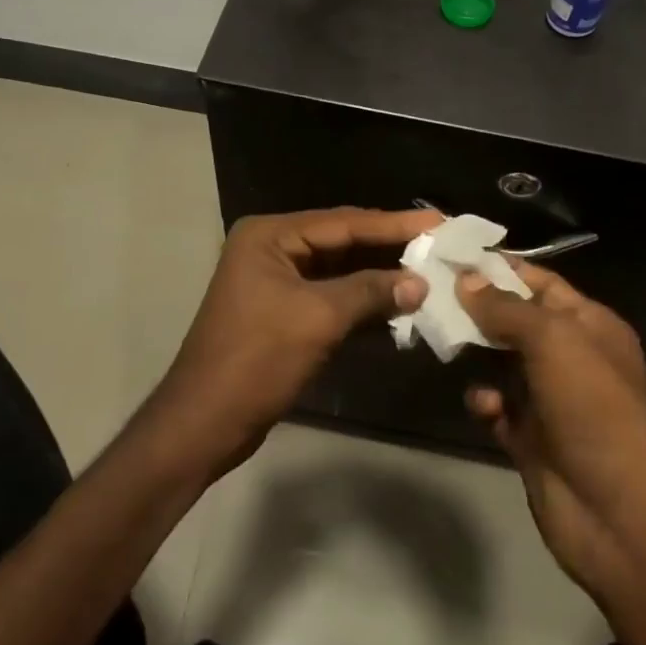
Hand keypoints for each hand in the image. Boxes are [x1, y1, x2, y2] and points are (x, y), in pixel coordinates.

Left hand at [150, 208, 437, 475]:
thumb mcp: (318, 319)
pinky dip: (363, 303)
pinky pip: (331, 297)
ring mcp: (276, 281)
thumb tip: (420, 283)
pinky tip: (399, 307)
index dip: (394, 223)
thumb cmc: (257, 359)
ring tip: (429, 272)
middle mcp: (272, 248)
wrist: (205, 423)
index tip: (440, 221)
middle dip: (390, 248)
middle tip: (440, 244)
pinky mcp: (283, 312)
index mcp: (270, 236)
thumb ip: (371, 292)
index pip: (344, 222)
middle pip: (343, 241)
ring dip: (380, 277)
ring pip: (340, 271)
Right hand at [458, 264, 645, 597]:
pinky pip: (497, 407)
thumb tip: (466, 279)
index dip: (499, 268)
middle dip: (477, 307)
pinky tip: (482, 404)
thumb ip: (507, 308)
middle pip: (515, 320)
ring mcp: (549, 398)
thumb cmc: (593, 407)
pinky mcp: (529, 437)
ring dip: (474, 351)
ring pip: (501, 362)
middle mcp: (570, 356)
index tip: (451, 255)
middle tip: (429, 292)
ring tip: (441, 337)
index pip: (539, 282)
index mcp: (588, 324)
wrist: (618, 514)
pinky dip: (485, 401)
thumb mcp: (554, 340)